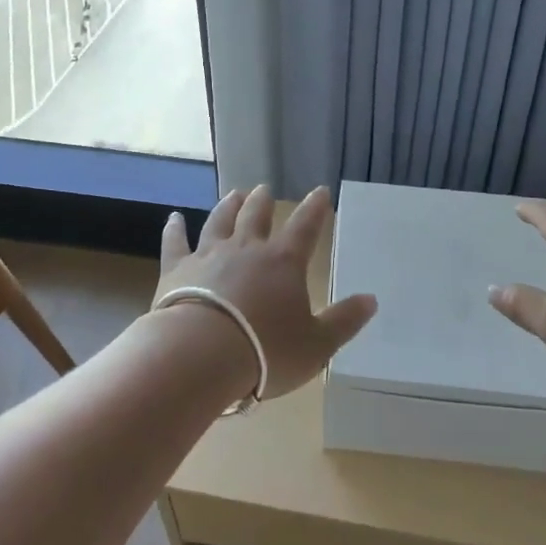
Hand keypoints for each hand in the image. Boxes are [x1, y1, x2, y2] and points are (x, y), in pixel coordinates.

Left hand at [158, 185, 376, 399]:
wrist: (200, 355)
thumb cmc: (266, 352)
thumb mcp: (317, 345)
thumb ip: (344, 321)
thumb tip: (371, 299)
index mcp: (283, 262)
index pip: (305, 227)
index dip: (315, 208)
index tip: (321, 191)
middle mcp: (246, 248)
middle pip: (256, 215)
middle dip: (263, 201)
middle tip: (265, 189)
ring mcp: (209, 255)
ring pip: (220, 221)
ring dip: (228, 206)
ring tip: (234, 194)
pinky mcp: (177, 269)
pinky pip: (176, 243)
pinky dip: (175, 229)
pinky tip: (173, 218)